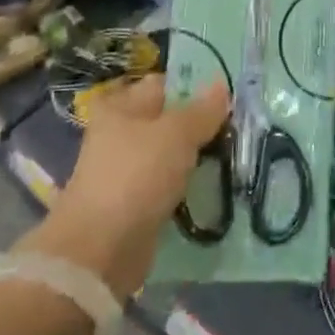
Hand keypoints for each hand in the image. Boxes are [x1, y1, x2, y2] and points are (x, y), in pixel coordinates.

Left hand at [23, 76, 228, 298]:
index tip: (227, 96)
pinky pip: (166, 183)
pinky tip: (209, 184)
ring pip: (168, 153)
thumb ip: (202, 110)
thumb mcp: (177, 134)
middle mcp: (119, 133)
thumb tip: (221, 84)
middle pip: (167, 119)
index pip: (163, 84)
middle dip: (197, 124)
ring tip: (228, 154)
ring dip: (192, 156)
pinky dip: (183, 184)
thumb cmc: (136, 175)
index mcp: (120, 106)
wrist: (101, 250)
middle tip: (234, 127)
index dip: (194, 86)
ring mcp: (125, 170)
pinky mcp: (133, 203)